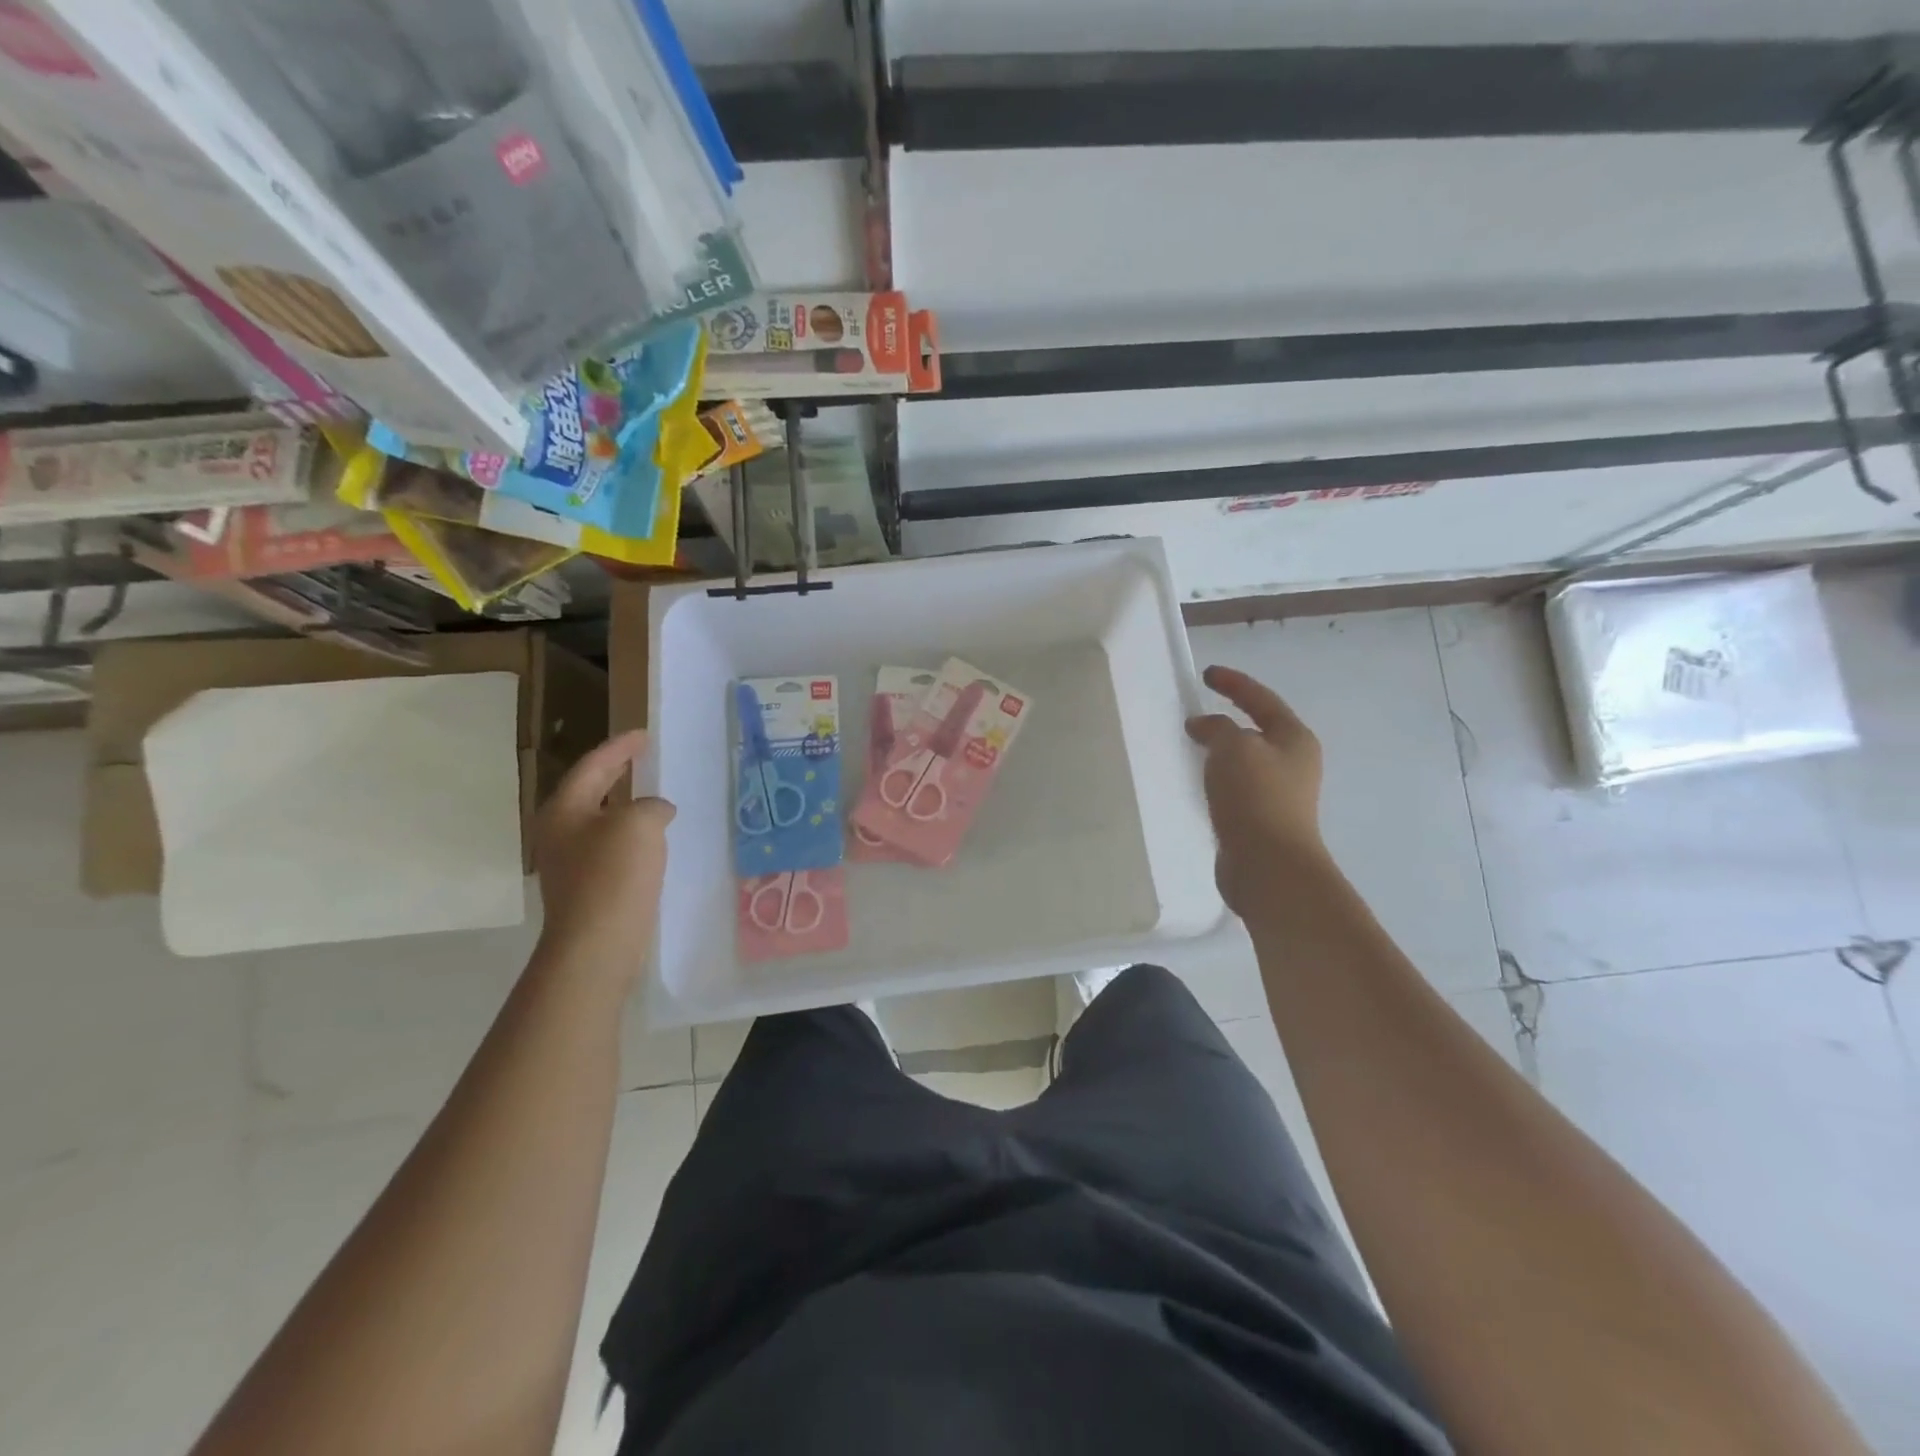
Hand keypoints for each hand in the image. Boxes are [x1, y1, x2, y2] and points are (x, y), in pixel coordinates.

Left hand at [533, 731, 675, 976]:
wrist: (597, 944)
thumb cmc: (613, 875)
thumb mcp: (639, 824)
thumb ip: (650, 806)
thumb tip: (655, 811)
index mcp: (564, 809)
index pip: (593, 766)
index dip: (620, 748)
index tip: (644, 735)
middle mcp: (559, 832)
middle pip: (589, 791)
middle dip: (615, 773)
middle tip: (641, 758)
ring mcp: (569, 862)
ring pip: (600, 821)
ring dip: (624, 806)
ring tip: (652, 797)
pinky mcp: (586, 888)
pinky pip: (610, 848)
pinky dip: (630, 835)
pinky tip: (652, 842)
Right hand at [1186, 665, 1327, 913]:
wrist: (1269, 865)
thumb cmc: (1255, 797)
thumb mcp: (1233, 748)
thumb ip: (1216, 728)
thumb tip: (1203, 726)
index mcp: (1294, 738)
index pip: (1261, 699)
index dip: (1234, 683)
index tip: (1206, 674)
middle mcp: (1293, 763)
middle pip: (1257, 730)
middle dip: (1228, 720)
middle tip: (1196, 714)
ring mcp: (1279, 795)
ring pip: (1245, 761)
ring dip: (1221, 752)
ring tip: (1192, 747)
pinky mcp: (1261, 820)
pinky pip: (1236, 788)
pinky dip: (1217, 779)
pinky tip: (1199, 784)